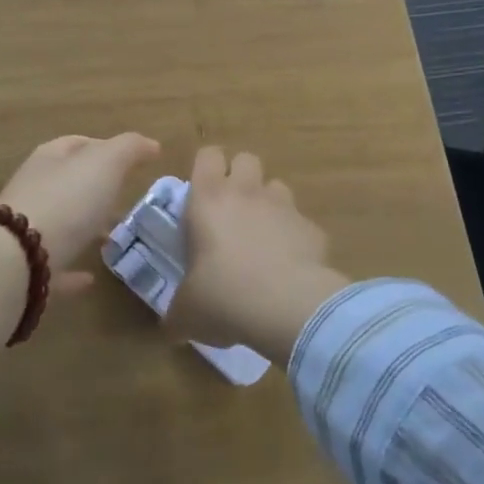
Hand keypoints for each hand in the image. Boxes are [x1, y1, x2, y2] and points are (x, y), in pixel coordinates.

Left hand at [0, 134, 161, 294]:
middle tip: (125, 198)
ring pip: (61, 222)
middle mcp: (34, 189)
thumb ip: (129, 149)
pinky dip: (73, 269)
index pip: (77, 144)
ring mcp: (26, 229)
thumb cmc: (66, 199)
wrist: (18, 257)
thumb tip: (151, 144)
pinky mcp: (26, 268)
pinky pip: (54, 264)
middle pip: (67, 182)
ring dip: (84, 226)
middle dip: (96, 188)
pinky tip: (91, 279)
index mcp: (49, 159)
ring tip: (113, 236)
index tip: (130, 160)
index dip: (104, 146)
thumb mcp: (105, 163)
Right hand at [168, 147, 348, 361]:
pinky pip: (301, 223)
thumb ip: (177, 313)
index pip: (207, 155)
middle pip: (246, 158)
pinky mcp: (313, 229)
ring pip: (277, 186)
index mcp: (208, 199)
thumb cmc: (223, 296)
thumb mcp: (187, 312)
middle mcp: (246, 192)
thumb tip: (170, 329)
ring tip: (262, 236)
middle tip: (230, 209)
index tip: (201, 191)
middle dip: (240, 176)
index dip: (206, 167)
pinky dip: (295, 237)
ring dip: (268, 203)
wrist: (287, 307)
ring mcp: (284, 207)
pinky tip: (290, 267)